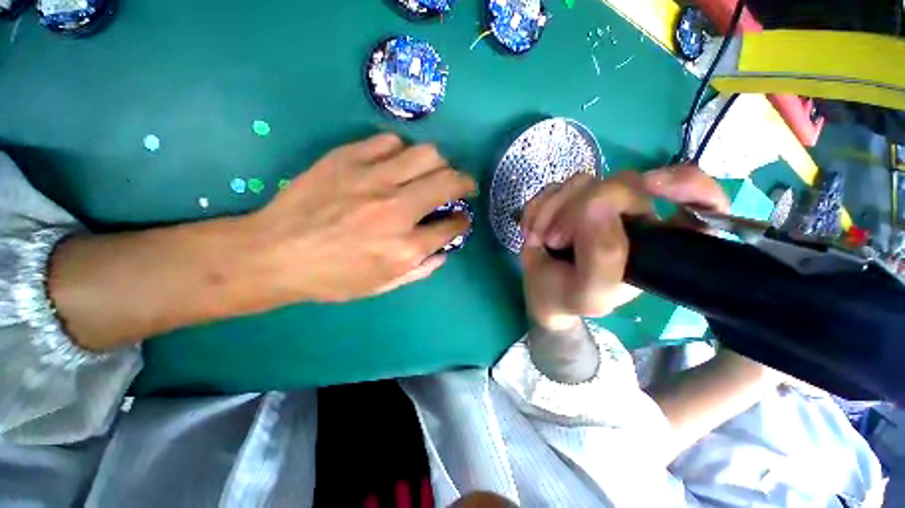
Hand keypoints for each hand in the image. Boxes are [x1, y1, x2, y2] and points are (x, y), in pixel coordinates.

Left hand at [49, 134, 474, 350]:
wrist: (274, 254)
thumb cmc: (331, 277)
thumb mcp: (382, 287)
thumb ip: (420, 270)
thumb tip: (443, 253)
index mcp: (405, 248)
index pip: (452, 226)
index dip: (463, 221)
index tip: (461, 218)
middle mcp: (396, 210)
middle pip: (448, 182)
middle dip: (465, 183)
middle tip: (463, 186)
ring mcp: (373, 180)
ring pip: (427, 155)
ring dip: (439, 164)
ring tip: (433, 172)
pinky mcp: (348, 159)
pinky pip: (390, 142)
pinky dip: (402, 152)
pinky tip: (397, 163)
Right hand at [519, 166, 728, 330]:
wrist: (541, 292)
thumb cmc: (569, 297)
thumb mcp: (591, 293)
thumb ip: (604, 256)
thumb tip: (595, 202)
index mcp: (654, 243)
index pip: (701, 205)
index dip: (689, 186)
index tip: (653, 186)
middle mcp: (633, 217)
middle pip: (622, 183)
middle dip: (577, 211)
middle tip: (554, 240)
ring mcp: (598, 204)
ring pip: (582, 181)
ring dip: (551, 210)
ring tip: (539, 239)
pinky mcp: (569, 199)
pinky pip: (554, 186)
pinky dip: (537, 208)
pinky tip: (532, 230)